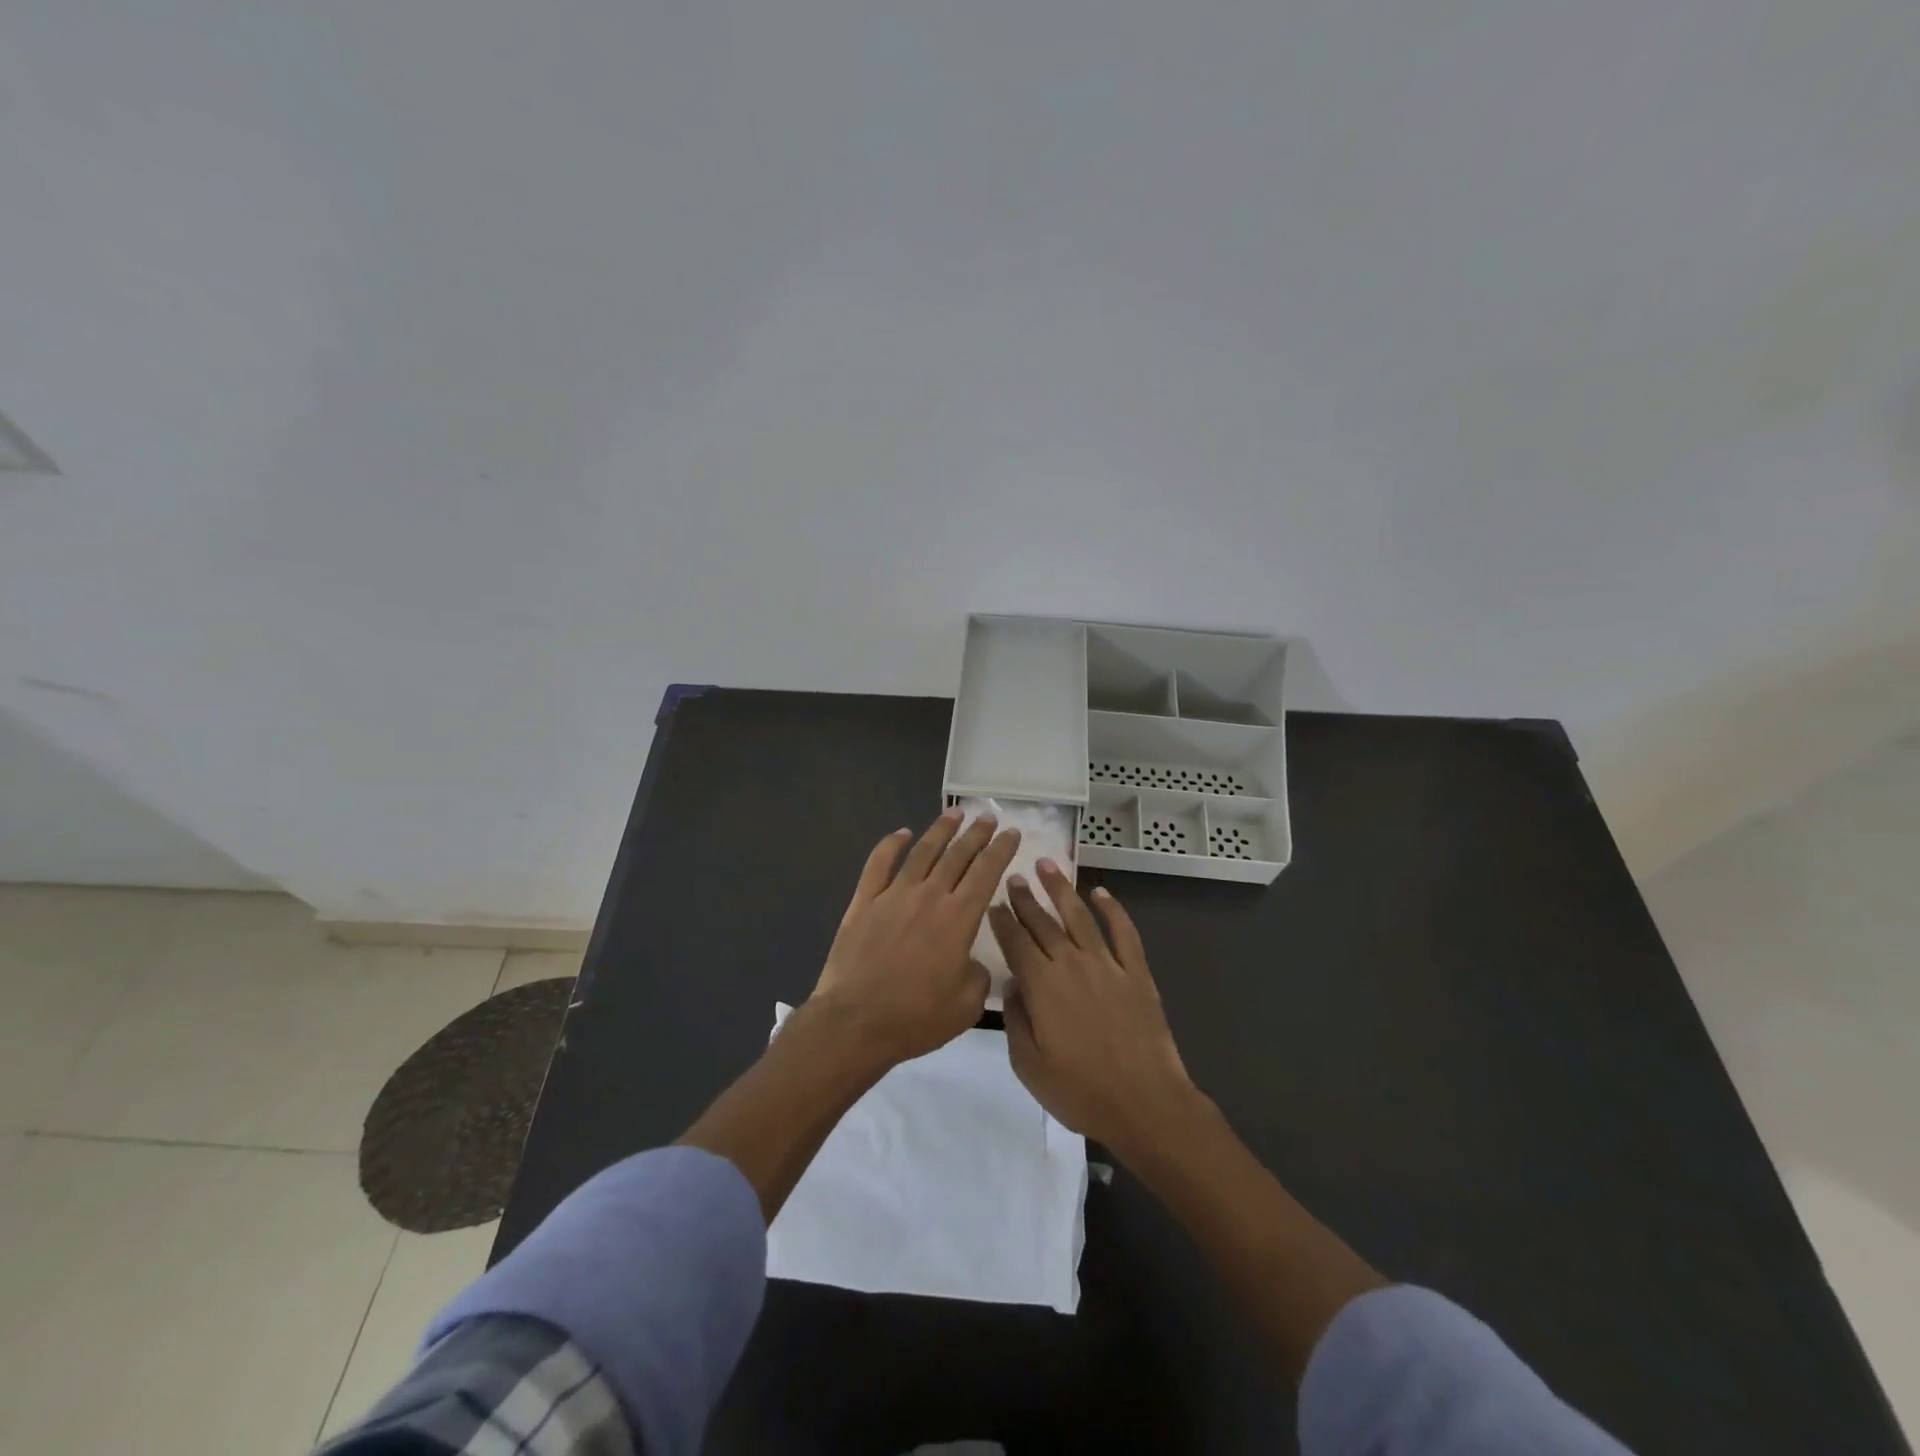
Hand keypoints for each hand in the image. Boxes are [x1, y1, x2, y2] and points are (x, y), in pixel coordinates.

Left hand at [810, 808, 1020, 1066]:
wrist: (855, 1022)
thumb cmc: (915, 1018)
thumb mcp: (966, 1006)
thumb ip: (978, 976)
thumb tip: (973, 962)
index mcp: (959, 918)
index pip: (986, 872)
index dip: (1001, 850)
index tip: (1012, 832)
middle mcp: (929, 896)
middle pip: (958, 855)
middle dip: (977, 834)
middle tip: (988, 817)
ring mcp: (893, 895)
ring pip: (922, 852)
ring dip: (941, 830)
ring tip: (954, 814)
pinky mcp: (863, 902)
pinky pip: (879, 863)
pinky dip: (891, 844)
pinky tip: (902, 833)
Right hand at [990, 860, 1197, 1156]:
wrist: (1144, 1104)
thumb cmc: (1080, 1092)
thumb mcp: (1029, 1065)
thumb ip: (1016, 1020)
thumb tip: (1013, 984)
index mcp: (1042, 986)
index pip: (1016, 943)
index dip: (1002, 921)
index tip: (993, 902)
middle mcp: (1072, 965)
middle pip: (1043, 923)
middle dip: (1025, 898)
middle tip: (1014, 876)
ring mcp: (1107, 965)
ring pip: (1079, 916)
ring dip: (1061, 889)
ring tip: (1048, 866)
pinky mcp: (1137, 972)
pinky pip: (1124, 932)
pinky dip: (1113, 909)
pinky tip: (1101, 892)